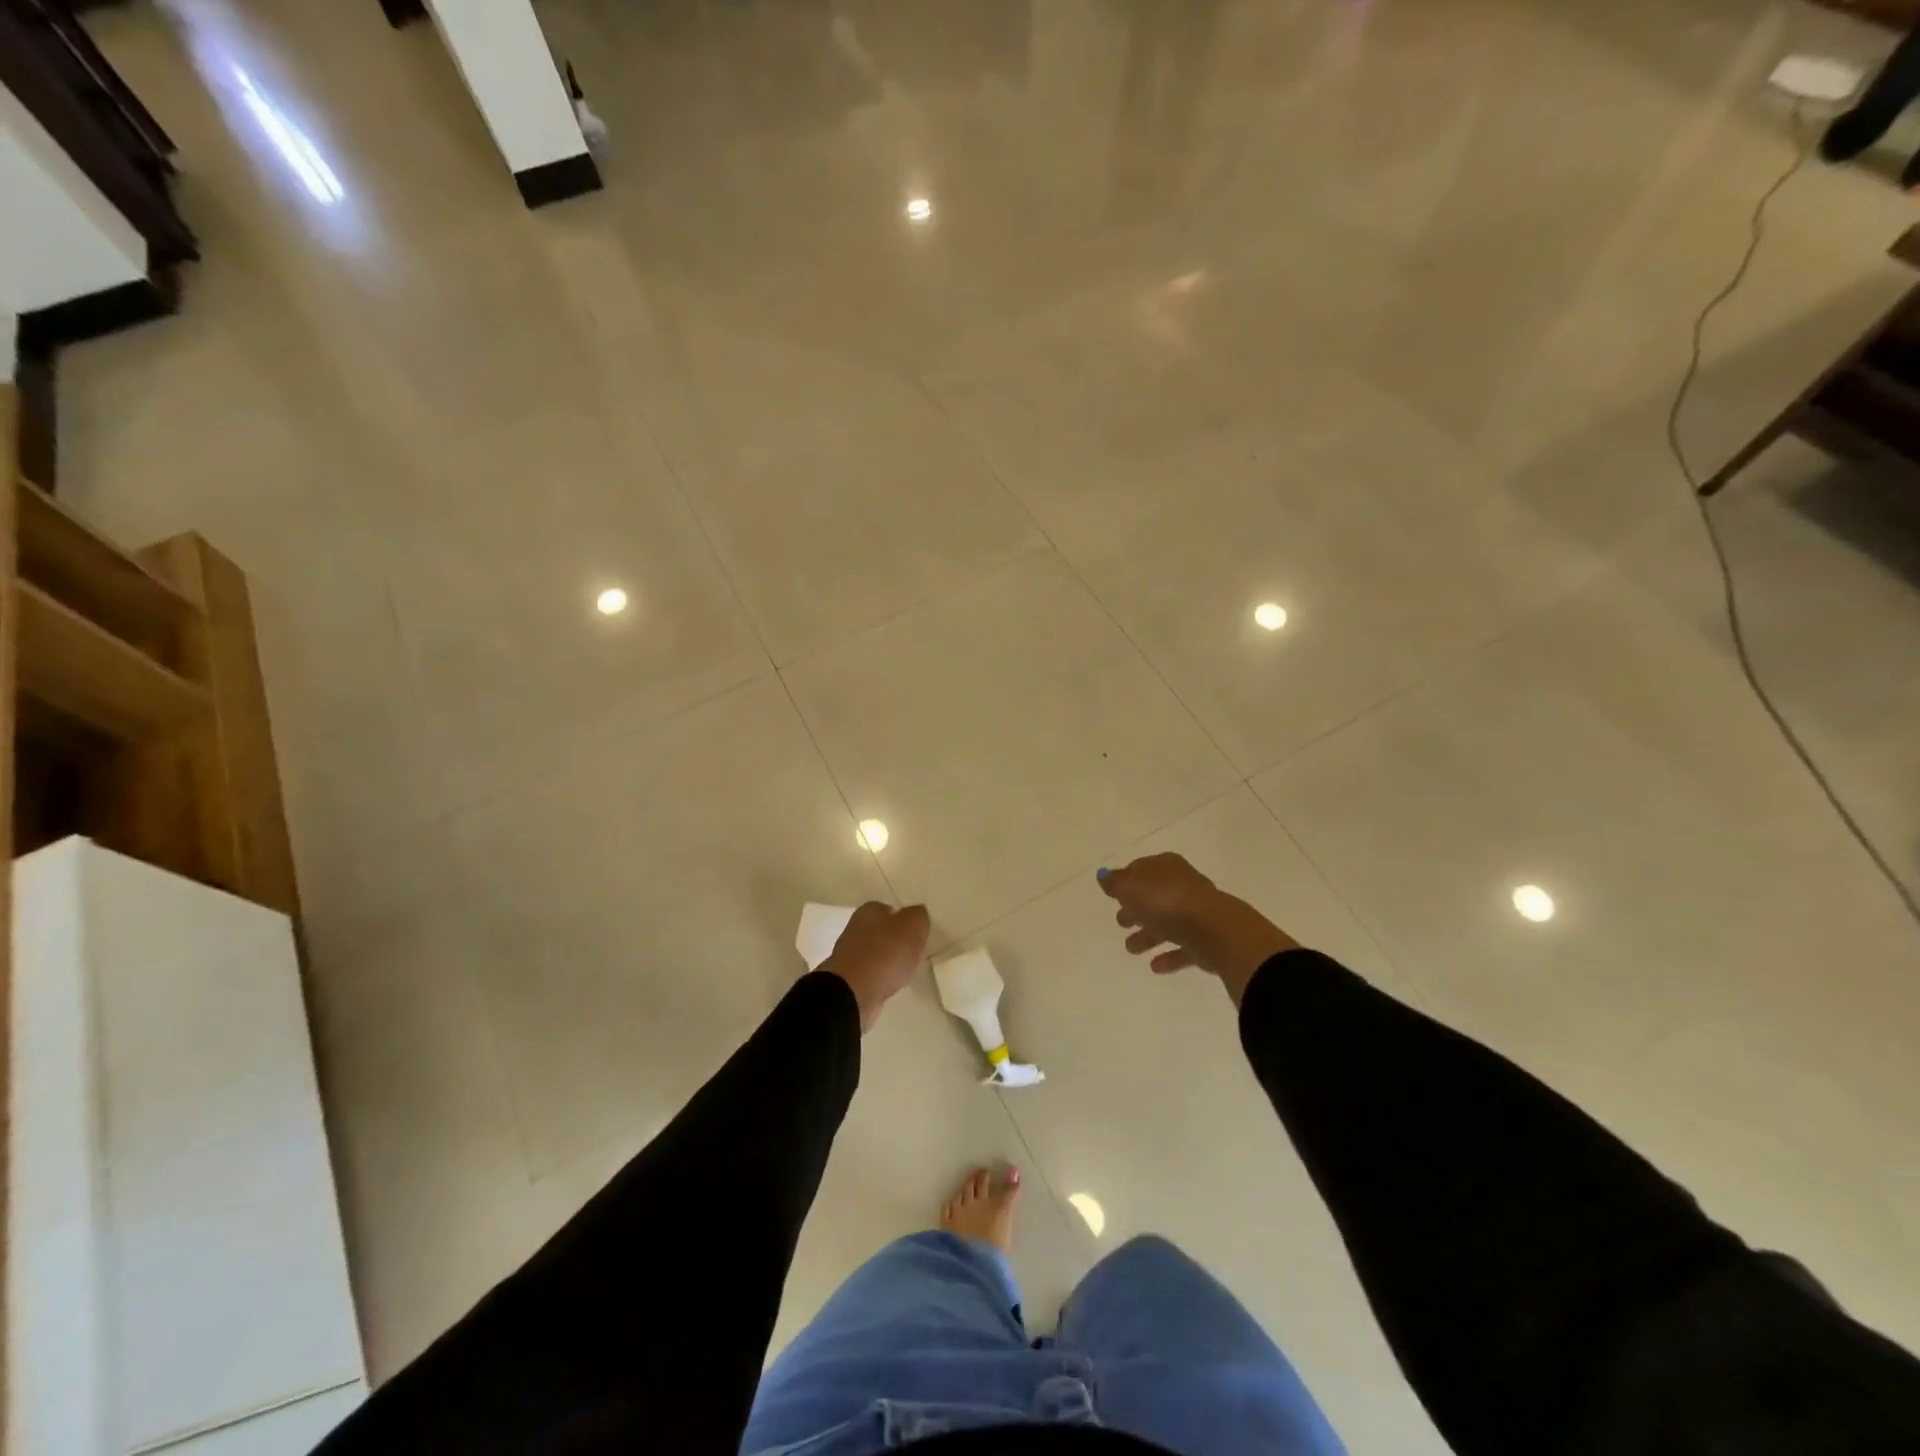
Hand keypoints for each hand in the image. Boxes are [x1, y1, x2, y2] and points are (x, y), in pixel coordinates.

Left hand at [820, 902, 930, 1031]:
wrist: (853, 992)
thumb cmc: (886, 953)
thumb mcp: (913, 926)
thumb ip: (918, 917)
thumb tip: (916, 915)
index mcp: (870, 910)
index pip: (889, 909)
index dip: (904, 920)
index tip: (916, 935)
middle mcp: (855, 927)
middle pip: (880, 931)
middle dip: (895, 941)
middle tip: (912, 953)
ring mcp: (848, 954)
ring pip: (874, 953)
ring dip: (886, 961)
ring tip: (903, 972)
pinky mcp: (847, 978)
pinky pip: (869, 974)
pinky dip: (879, 978)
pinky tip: (889, 985)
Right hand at [1098, 853, 1298, 1005]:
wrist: (1214, 930)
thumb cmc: (1166, 901)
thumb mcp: (1131, 886)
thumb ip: (1115, 882)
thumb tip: (1104, 876)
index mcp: (1166, 867)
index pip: (1142, 870)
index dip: (1126, 881)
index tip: (1113, 895)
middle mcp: (1183, 885)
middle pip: (1155, 896)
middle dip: (1136, 909)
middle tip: (1120, 922)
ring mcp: (1197, 913)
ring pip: (1167, 923)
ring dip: (1148, 935)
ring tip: (1131, 949)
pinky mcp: (1206, 940)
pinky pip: (1182, 947)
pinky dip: (1168, 955)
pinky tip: (1155, 966)